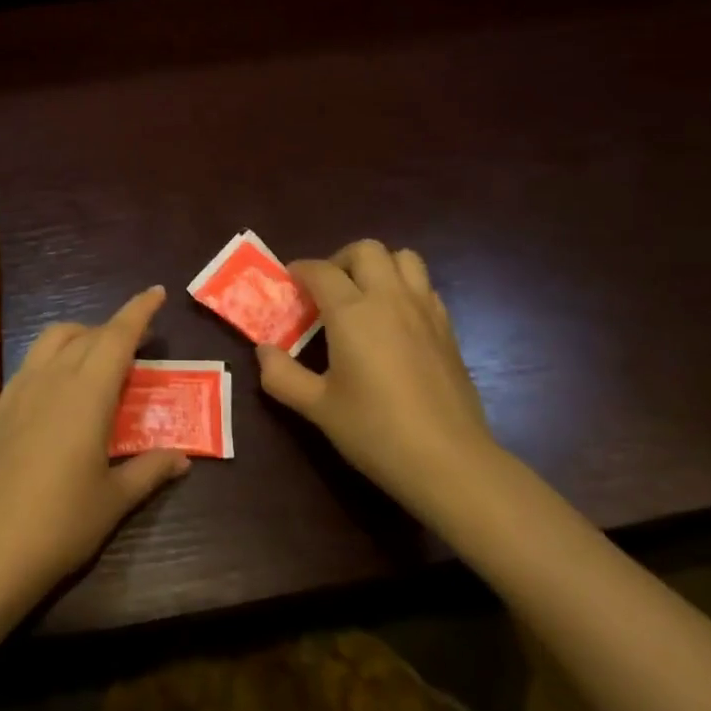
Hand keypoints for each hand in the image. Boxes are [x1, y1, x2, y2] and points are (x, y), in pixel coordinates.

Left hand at [0, 285, 189, 623]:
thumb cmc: (59, 524)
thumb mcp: (113, 500)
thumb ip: (149, 471)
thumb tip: (182, 458)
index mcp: (85, 394)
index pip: (116, 337)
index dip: (138, 311)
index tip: (156, 293)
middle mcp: (50, 380)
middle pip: (86, 334)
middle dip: (114, 329)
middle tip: (139, 344)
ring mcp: (19, 392)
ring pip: (52, 341)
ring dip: (81, 337)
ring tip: (100, 360)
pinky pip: (31, 365)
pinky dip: (55, 358)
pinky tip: (63, 390)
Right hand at [256, 240, 499, 515]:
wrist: (447, 460)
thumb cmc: (374, 430)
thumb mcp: (317, 407)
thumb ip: (282, 375)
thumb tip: (263, 351)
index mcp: (353, 312)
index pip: (321, 271)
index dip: (301, 271)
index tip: (289, 283)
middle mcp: (390, 299)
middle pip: (366, 250)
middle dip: (340, 260)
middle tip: (325, 290)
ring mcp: (425, 310)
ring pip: (404, 258)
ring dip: (379, 266)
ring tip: (362, 296)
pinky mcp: (447, 328)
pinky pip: (424, 286)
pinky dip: (404, 288)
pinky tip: (393, 322)